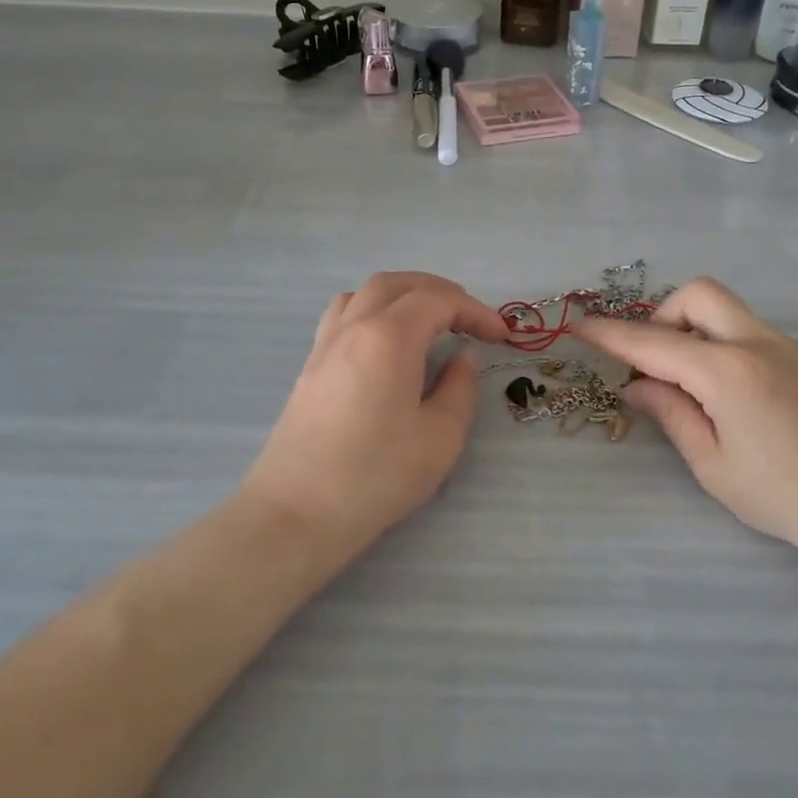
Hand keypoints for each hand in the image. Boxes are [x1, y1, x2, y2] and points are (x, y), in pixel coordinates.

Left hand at [241, 272, 508, 565]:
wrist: (296, 513)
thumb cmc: (375, 476)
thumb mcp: (440, 438)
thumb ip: (460, 389)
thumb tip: (462, 358)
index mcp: (389, 336)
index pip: (439, 301)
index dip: (475, 311)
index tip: (500, 336)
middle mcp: (354, 326)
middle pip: (399, 283)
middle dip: (440, 292)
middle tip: (468, 319)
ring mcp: (326, 343)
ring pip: (366, 292)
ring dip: (403, 294)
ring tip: (427, 320)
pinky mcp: (311, 365)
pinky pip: (344, 313)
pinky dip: (373, 308)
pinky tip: (384, 340)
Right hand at [577, 278, 797, 581]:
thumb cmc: (786, 498)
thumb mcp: (714, 465)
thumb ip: (671, 413)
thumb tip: (636, 386)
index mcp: (727, 371)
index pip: (653, 342)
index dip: (610, 334)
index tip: (579, 325)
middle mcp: (760, 343)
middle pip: (700, 294)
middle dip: (666, 315)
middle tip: (660, 363)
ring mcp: (796, 347)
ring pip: (734, 314)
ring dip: (702, 334)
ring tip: (704, 390)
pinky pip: (763, 339)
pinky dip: (737, 353)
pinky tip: (754, 406)